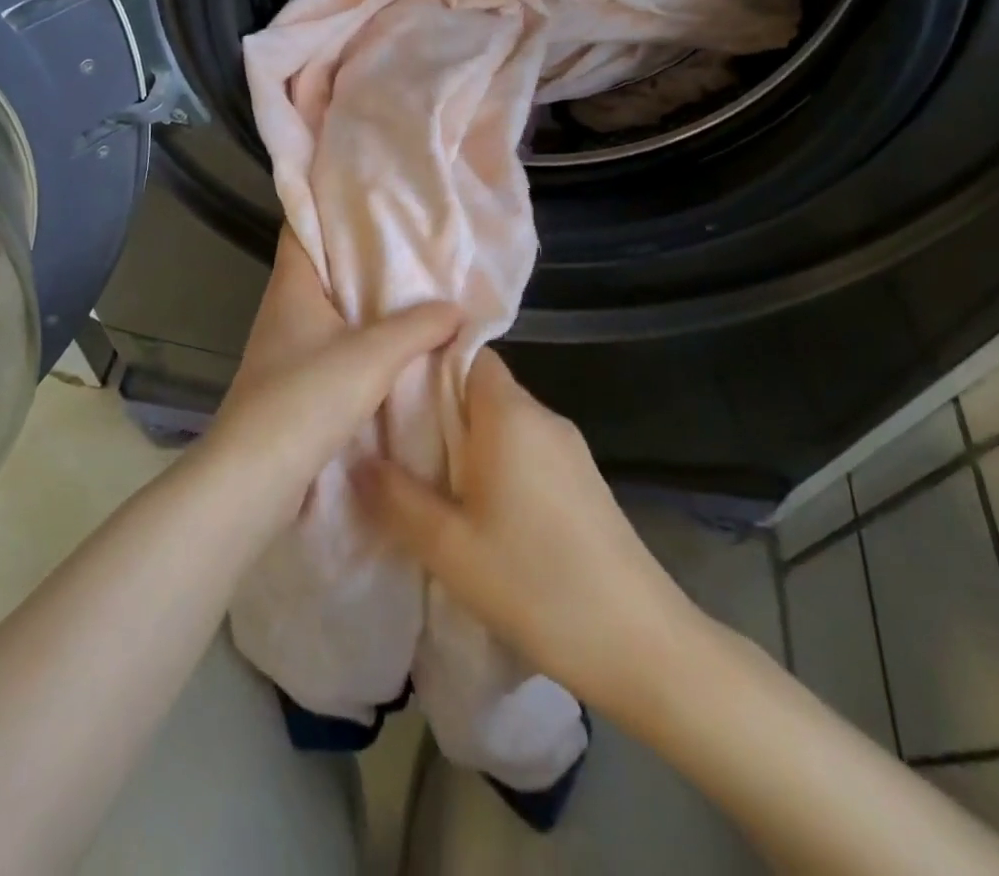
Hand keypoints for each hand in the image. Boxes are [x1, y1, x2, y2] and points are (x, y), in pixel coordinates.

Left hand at [206, 230, 458, 516]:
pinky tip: (396, 346)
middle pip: (324, 266)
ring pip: (332, 309)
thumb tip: (455, 308)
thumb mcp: (372, 356)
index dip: (330, 204)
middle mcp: (284, 308)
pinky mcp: (293, 382)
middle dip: (363, 254)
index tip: (371, 193)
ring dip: (366, 302)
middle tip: (412, 242)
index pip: (302, 224)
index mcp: (292, 285)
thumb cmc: (306, 398)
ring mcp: (286, 347)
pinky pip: (334, 345)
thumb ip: (417, 326)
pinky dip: (362, 340)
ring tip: (414, 290)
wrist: (254, 477)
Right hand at [353, 347, 703, 723]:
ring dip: (468, 441)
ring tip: (429, 480)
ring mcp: (570, 449)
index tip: (391, 391)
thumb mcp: (449, 547)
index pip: (469, 353)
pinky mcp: (584, 480)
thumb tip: (357, 460)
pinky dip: (497, 463)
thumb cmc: (536, 583)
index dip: (429, 364)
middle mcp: (543, 417)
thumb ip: (396, 498)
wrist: (641, 644)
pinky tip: (480, 509)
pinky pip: (528, 450)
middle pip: (483, 388)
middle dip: (439, 409)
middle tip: (397, 443)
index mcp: (510, 415)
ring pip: (505, 422)